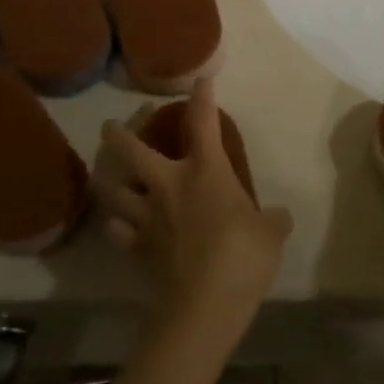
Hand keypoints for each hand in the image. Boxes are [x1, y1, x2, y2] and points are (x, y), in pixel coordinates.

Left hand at [97, 79, 289, 327]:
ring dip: (107, 179)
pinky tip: (118, 223)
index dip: (202, 98)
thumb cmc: (244, 254)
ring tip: (105, 174)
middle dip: (120, 133)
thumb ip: (273, 219)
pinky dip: (116, 224)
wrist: (206, 302)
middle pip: (132, 151)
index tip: (200, 80)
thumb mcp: (271, 232)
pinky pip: (118, 231)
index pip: (202, 123)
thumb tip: (278, 217)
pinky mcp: (138, 248)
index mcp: (206, 171)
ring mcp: (148, 217)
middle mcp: (169, 185)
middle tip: (112, 126)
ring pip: (113, 190)